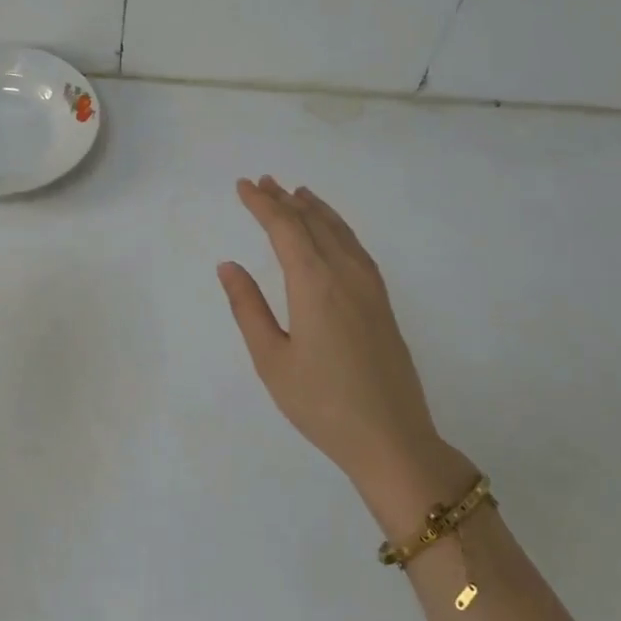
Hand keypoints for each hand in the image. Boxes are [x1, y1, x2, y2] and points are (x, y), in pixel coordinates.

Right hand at [218, 177, 471, 527]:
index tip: (243, 186)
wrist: (391, 439)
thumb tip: (228, 266)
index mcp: (314, 284)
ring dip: (315, 209)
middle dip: (284, 200)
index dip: (262, 204)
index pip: (285, 229)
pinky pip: (356, 248)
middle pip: (313, 223)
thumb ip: (248, 308)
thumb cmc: (321, 404)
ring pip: (340, 232)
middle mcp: (345, 274)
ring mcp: (370, 287)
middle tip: (262, 181)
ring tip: (297, 193)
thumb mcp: (272, 360)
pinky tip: (333, 232)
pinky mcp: (382, 303)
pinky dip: (338, 228)